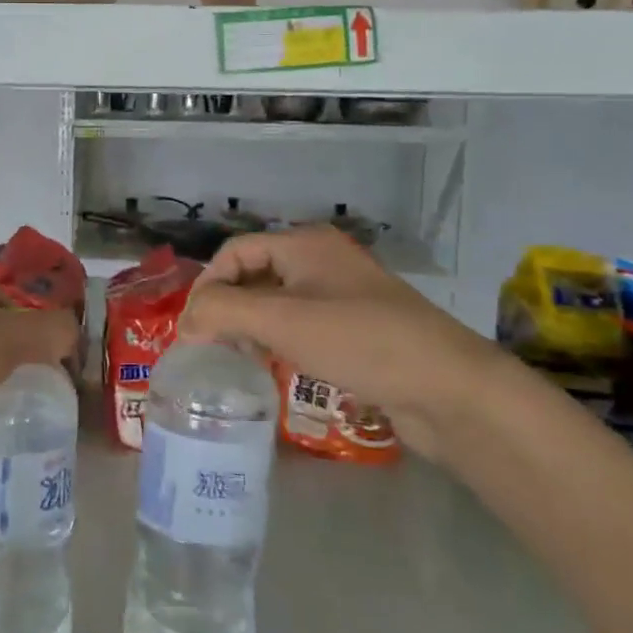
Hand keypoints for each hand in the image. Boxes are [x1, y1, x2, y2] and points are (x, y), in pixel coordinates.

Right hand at [181, 227, 510, 460]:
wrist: (447, 388)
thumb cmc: (359, 341)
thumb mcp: (281, 321)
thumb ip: (222, 312)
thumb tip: (185, 322)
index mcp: (305, 244)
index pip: (234, 252)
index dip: (208, 287)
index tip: (194, 331)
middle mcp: (322, 261)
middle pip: (254, 276)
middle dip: (229, 310)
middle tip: (214, 349)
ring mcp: (343, 296)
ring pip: (277, 304)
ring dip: (252, 329)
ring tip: (243, 362)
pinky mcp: (357, 330)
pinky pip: (303, 327)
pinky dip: (281, 343)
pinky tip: (278, 369)